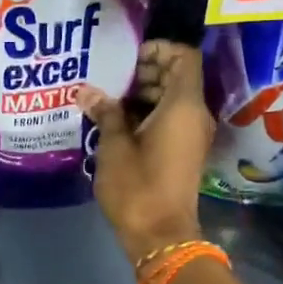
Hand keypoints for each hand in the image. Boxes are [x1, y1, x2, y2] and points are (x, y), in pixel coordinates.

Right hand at [76, 41, 215, 264]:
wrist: (160, 235)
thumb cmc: (137, 186)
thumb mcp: (114, 146)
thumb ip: (105, 112)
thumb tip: (87, 92)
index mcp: (183, 106)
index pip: (183, 57)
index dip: (158, 49)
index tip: (128, 57)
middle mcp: (195, 115)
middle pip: (178, 76)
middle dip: (145, 70)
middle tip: (110, 76)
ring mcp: (192, 135)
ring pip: (173, 99)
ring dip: (143, 93)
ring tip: (107, 98)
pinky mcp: (184, 151)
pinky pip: (170, 119)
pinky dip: (147, 112)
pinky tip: (116, 121)